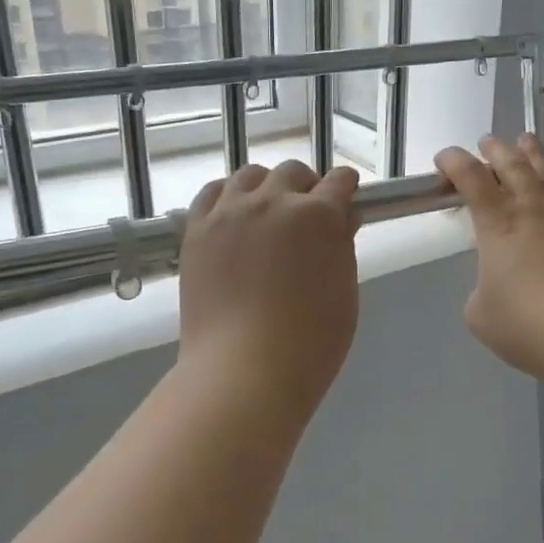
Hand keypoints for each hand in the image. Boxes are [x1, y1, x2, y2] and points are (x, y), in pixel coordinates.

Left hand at [178, 160, 361, 413]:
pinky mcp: (197, 229)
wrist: (243, 369)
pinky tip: (233, 214)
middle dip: (306, 187)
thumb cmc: (310, 342)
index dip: (346, 188)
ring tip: (266, 211)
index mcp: (319, 215)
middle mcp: (274, 201)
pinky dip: (227, 196)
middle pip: (292, 172)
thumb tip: (341, 220)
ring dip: (265, 187)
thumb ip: (343, 247)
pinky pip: (212, 193)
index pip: (339, 181)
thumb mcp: (345, 293)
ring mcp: (230, 212)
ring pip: (250, 175)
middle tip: (306, 214)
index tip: (346, 199)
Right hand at [436, 135, 543, 389]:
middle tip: (488, 142)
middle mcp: (533, 213)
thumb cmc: (528, 323)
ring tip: (527, 142)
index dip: (455, 163)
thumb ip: (483, 291)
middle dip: (497, 151)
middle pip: (514, 167)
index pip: (473, 180)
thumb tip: (497, 287)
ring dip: (534, 156)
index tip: (444, 158)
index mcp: (498, 226)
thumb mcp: (482, 314)